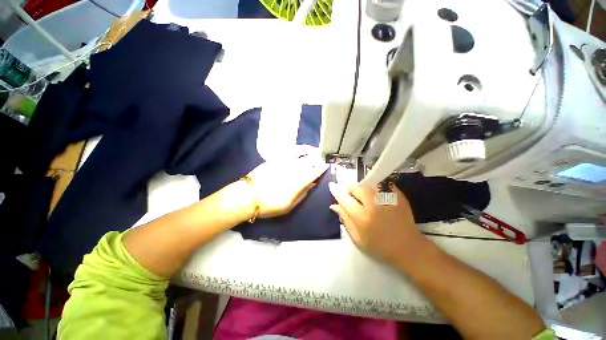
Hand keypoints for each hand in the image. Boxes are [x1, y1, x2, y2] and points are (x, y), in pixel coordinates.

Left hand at [246, 146, 328, 217]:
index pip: (314, 172)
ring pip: (301, 153)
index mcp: (298, 182)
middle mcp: (293, 169)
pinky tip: (302, 148)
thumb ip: (303, 194)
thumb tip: (312, 184)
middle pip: (309, 161)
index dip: (321, 169)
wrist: (248, 196)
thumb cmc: (269, 205)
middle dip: (318, 159)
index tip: (327, 165)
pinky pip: (290, 150)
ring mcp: (284, 162)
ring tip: (316, 150)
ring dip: (310, 150)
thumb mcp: (289, 206)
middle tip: (323, 158)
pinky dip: (298, 148)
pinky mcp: (276, 158)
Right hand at [328, 182, 426, 266]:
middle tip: (349, 195)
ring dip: (361, 186)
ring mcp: (387, 198)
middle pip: (356, 187)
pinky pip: (381, 183)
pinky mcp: (397, 195)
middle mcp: (374, 205)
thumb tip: (334, 206)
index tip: (332, 185)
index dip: (336, 191)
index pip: (344, 199)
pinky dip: (374, 185)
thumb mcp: (358, 239)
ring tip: (361, 194)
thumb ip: (345, 220)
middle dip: (349, 188)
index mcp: (363, 217)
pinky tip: (374, 193)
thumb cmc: (381, 247)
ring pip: (368, 183)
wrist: (409, 248)